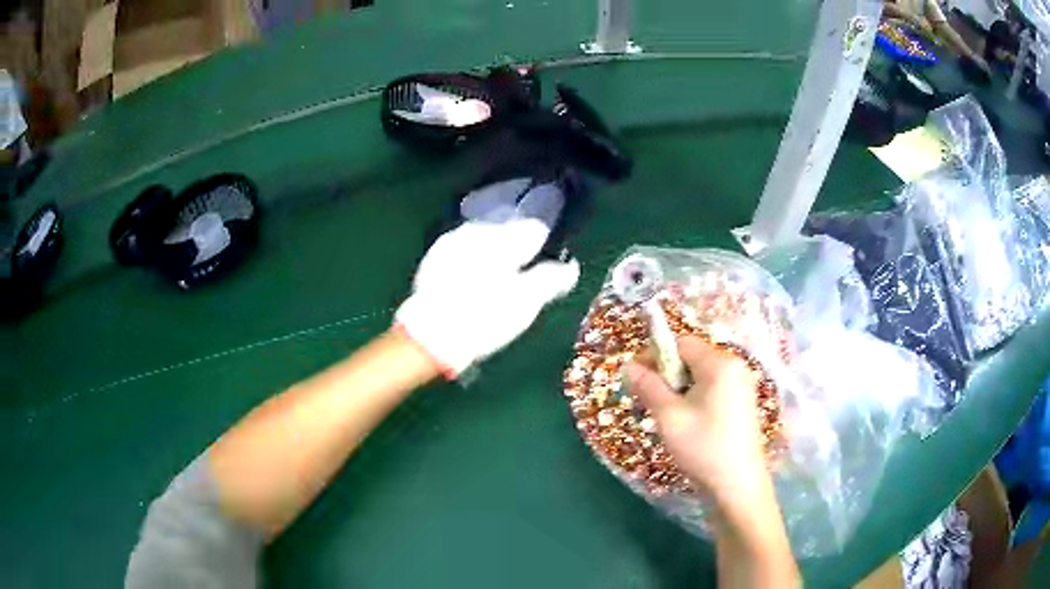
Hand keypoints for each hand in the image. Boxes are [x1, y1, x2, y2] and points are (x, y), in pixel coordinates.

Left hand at [396, 218, 579, 376]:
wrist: (431, 335)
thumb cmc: (485, 317)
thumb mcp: (527, 302)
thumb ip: (551, 279)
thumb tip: (570, 266)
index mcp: (503, 237)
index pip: (534, 228)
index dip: (544, 246)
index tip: (545, 264)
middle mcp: (477, 230)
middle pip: (507, 230)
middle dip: (517, 247)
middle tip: (521, 276)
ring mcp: (451, 241)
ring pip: (483, 239)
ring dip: (493, 252)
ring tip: (496, 280)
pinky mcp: (434, 257)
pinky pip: (463, 250)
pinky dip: (472, 260)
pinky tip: (472, 282)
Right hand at [625, 337, 770, 502]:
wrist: (737, 485)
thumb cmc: (702, 447)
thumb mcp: (669, 416)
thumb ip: (648, 386)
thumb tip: (628, 365)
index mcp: (720, 364)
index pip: (682, 343)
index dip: (655, 355)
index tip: (637, 379)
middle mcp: (735, 367)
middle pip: (692, 358)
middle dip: (667, 375)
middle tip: (650, 402)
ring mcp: (742, 386)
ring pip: (701, 376)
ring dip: (679, 389)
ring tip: (666, 416)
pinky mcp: (743, 404)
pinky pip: (712, 390)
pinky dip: (694, 399)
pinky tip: (687, 424)